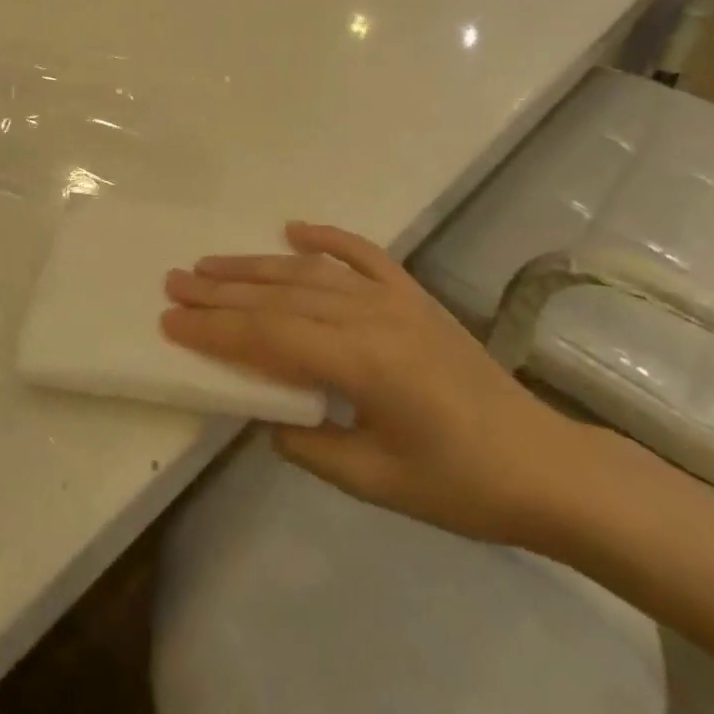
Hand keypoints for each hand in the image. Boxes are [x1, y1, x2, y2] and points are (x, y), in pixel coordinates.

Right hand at [162, 221, 598, 547]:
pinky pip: (363, 254)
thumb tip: (264, 414)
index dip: (216, 329)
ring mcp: (396, 298)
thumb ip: (308, 444)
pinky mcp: (414, 295)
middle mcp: (373, 316)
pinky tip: (293, 229)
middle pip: (281, 296)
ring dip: (257, 266)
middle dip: (223, 291)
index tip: (171, 321)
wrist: (542, 464)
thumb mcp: (373, 480)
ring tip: (210, 264)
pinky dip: (326, 237)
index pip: (270, 337)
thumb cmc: (459, 484)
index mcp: (363, 362)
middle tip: (175, 282)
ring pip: (311, 273)